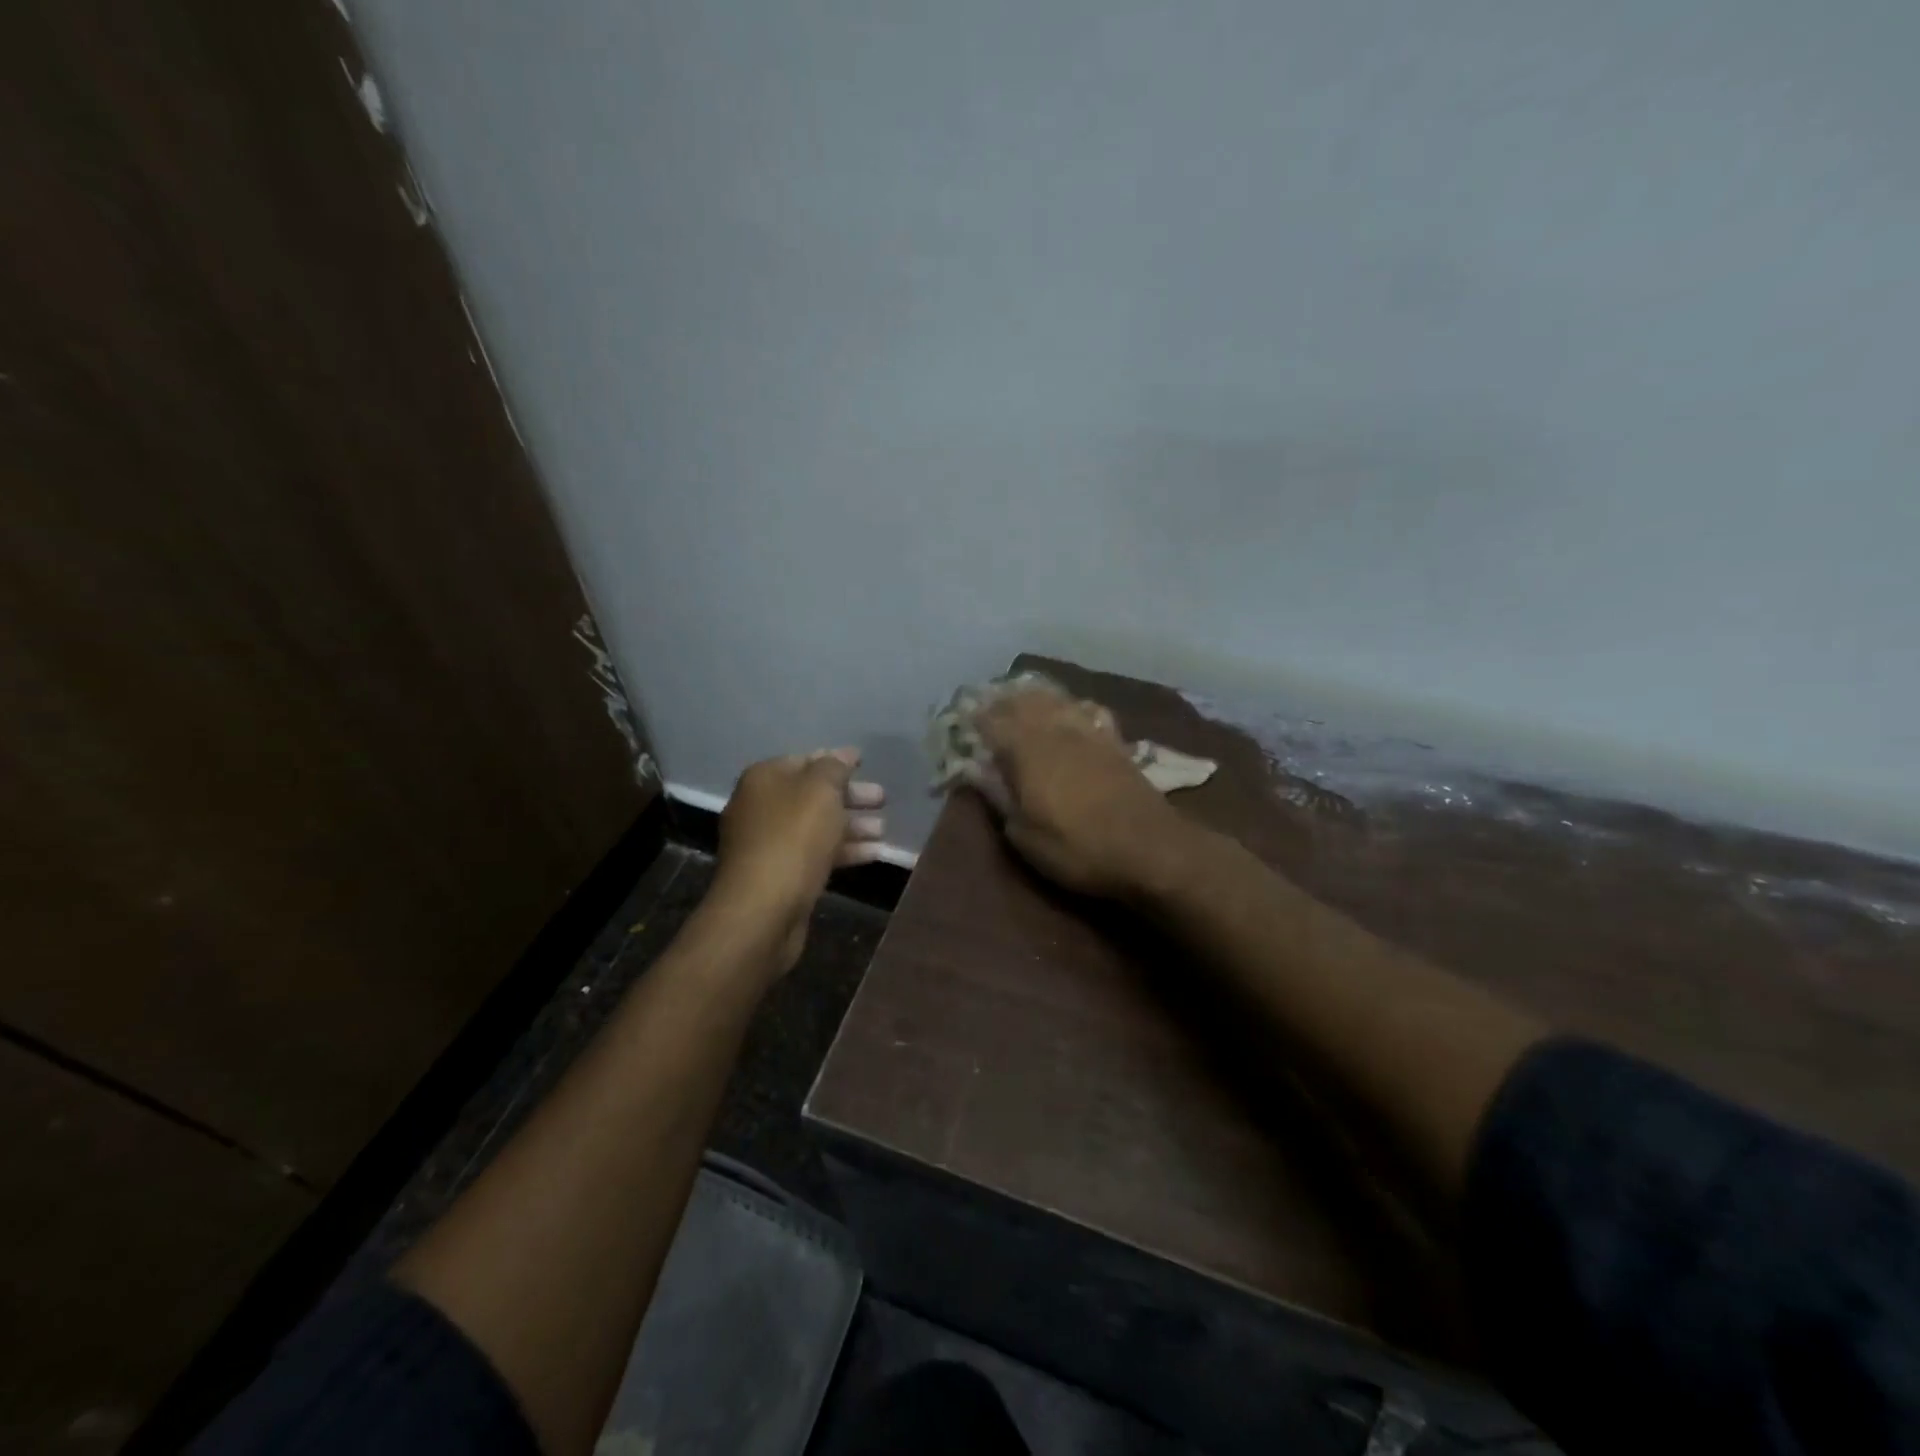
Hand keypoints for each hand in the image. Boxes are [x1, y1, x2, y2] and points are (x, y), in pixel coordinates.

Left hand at [712, 748, 886, 971]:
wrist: (763, 909)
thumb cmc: (793, 838)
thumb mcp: (820, 791)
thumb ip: (835, 768)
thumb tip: (843, 754)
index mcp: (764, 779)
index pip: (805, 760)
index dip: (836, 762)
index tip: (866, 765)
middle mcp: (761, 807)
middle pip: (812, 795)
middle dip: (850, 796)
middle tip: (883, 798)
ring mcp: (769, 844)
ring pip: (816, 827)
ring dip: (852, 825)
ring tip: (884, 829)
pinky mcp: (780, 876)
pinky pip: (816, 854)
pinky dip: (844, 850)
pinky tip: (874, 854)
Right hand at [965, 686, 1182, 898]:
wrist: (1150, 848)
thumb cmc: (1078, 848)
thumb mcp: (1025, 837)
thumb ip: (1001, 800)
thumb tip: (981, 776)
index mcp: (1027, 751)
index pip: (993, 721)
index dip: (976, 718)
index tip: (963, 718)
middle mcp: (1056, 730)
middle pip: (1024, 702)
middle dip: (1003, 700)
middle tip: (988, 704)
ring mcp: (1089, 732)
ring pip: (1057, 700)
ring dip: (1036, 696)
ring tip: (1022, 697)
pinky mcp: (1115, 741)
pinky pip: (1089, 710)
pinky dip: (1073, 705)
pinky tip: (1072, 709)